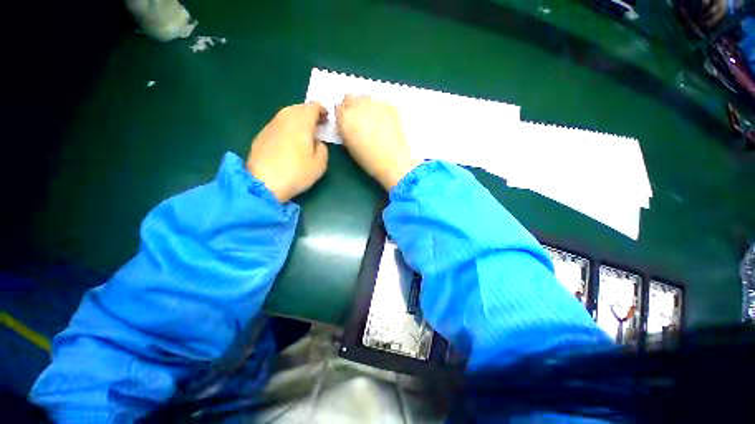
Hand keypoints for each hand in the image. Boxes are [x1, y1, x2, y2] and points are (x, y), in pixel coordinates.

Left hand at [247, 103, 328, 201]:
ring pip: (286, 113)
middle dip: (309, 112)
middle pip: (298, 107)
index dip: (321, 109)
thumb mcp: (320, 165)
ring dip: (297, 117)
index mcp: (301, 124)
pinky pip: (278, 123)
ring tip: (304, 129)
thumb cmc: (297, 173)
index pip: (312, 107)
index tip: (326, 117)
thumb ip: (323, 149)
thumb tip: (317, 142)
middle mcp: (285, 120)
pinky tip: (289, 138)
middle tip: (317, 123)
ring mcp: (271, 126)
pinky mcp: (261, 135)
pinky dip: (287, 125)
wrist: (264, 183)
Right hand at [336, 95, 419, 189]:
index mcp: (345, 118)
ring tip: (373, 121)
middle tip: (360, 119)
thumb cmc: (369, 160)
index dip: (343, 115)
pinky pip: (380, 103)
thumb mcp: (350, 146)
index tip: (347, 122)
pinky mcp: (389, 105)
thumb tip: (346, 123)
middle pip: (350, 97)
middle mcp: (358, 105)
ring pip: (366, 98)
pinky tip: (385, 122)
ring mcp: (375, 103)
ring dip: (366, 106)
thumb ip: (345, 130)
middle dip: (353, 107)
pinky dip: (380, 109)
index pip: (338, 107)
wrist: (393, 161)